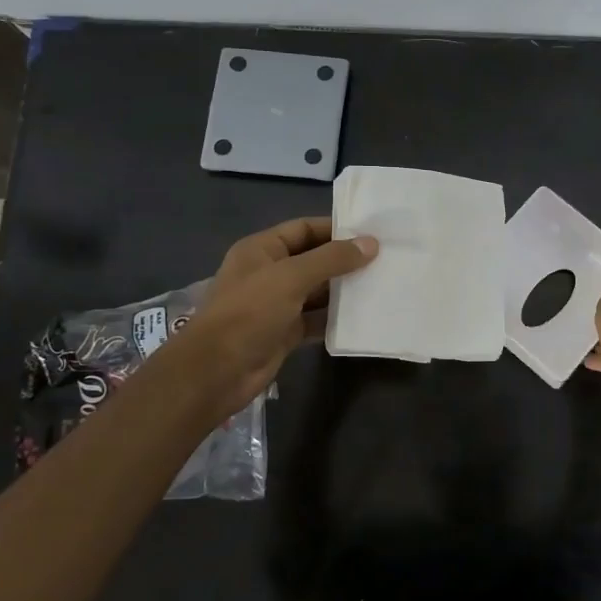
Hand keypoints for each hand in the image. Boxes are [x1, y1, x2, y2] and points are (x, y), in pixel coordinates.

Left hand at [170, 217, 377, 419]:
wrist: (216, 372)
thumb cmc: (249, 313)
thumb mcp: (291, 278)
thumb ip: (332, 259)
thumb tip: (371, 243)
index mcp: (262, 250)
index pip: (304, 229)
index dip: (335, 228)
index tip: (372, 233)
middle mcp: (269, 273)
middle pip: (313, 259)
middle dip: (345, 260)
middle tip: (385, 259)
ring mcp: (277, 304)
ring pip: (317, 291)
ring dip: (344, 290)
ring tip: (381, 284)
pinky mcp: (285, 332)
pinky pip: (316, 319)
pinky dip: (336, 318)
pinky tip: (364, 316)